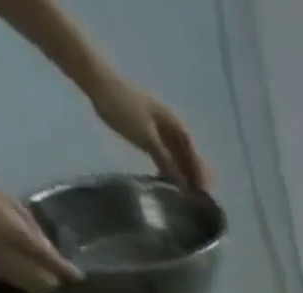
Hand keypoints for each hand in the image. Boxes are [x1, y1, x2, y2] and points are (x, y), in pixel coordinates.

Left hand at [88, 76, 210, 189]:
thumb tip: (183, 186)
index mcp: (176, 127)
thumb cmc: (125, 107)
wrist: (97, 82)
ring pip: (175, 157)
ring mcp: (158, 129)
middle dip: (193, 177)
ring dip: (180, 174)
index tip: (205, 195)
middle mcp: (171, 128)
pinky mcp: (145, 131)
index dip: (201, 176)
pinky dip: (167, 167)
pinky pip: (162, 154)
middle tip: (197, 200)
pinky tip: (165, 180)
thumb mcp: (148, 138)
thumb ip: (167, 162)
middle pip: (187, 158)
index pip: (194, 156)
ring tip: (184, 195)